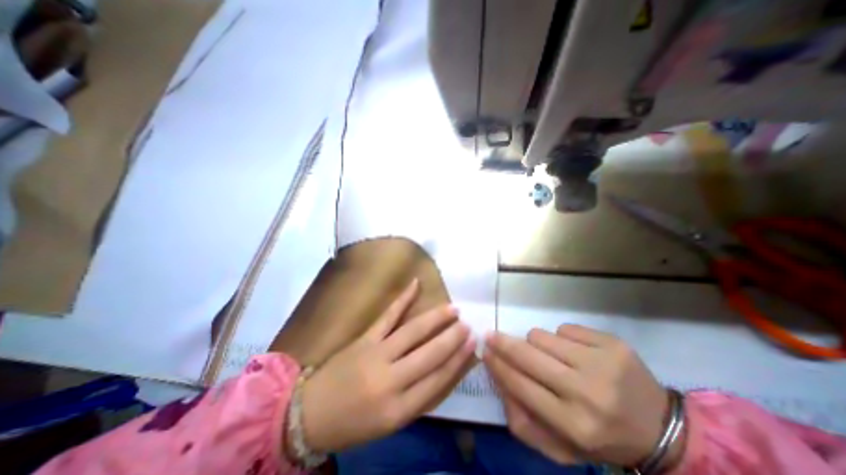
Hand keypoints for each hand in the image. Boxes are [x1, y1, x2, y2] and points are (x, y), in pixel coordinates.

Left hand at [299, 280, 472, 453]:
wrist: (310, 412)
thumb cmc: (354, 423)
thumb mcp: (390, 423)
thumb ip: (418, 399)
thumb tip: (444, 371)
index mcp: (399, 409)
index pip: (438, 380)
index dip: (458, 361)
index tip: (472, 345)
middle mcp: (391, 380)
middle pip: (429, 355)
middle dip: (452, 338)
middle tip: (467, 324)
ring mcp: (376, 354)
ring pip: (412, 332)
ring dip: (435, 318)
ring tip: (453, 308)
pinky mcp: (365, 338)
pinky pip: (388, 315)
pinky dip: (403, 298)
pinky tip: (415, 283)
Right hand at [482, 327, 674, 467]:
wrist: (663, 429)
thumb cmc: (603, 438)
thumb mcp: (561, 447)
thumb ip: (523, 422)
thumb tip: (500, 381)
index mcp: (574, 425)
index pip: (520, 384)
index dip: (498, 364)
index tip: (485, 351)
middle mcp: (587, 392)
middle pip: (528, 354)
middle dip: (503, 343)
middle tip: (492, 335)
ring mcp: (601, 363)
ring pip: (542, 336)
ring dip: (536, 343)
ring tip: (549, 355)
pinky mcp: (612, 343)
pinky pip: (565, 328)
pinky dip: (561, 338)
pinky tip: (575, 352)